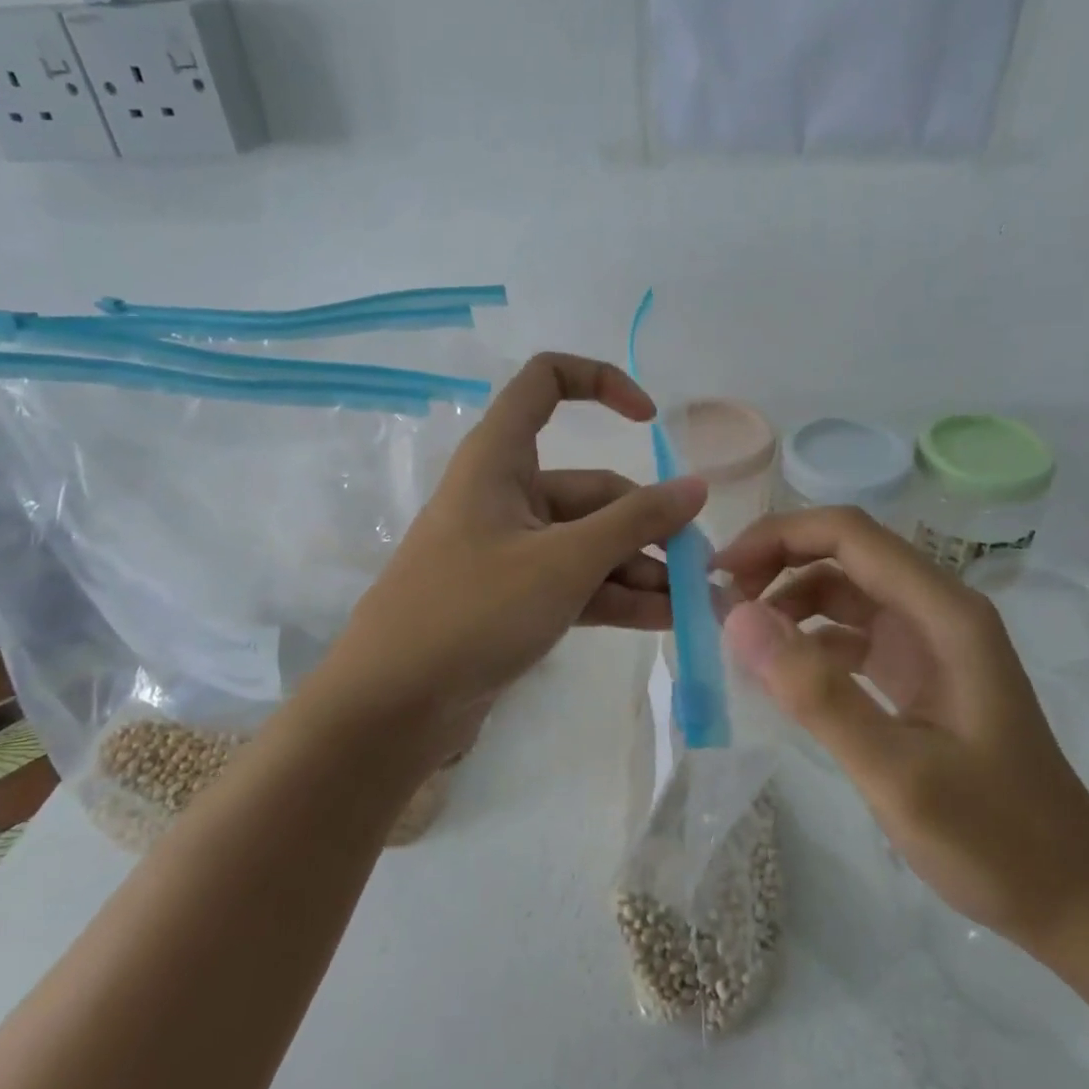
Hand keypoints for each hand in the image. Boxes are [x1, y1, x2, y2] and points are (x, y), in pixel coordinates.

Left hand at [323, 353, 705, 766]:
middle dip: (646, 523)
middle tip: (696, 563)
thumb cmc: (472, 611)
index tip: (651, 422)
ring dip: (639, 567)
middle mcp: (506, 494)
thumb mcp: (563, 562)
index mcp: (499, 459)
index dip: (602, 383)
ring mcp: (511, 550)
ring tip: (691, 601)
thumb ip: (634, 523)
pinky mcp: (515, 597)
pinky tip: (664, 619)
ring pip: (589, 542)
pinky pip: (576, 582)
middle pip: (591, 488)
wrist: (391, 706)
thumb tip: (696, 487)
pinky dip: (616, 596)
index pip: (547, 382)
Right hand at [716, 507, 1088, 950]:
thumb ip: (817, 694)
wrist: (1074, 898)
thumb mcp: (897, 771)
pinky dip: (808, 642)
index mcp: (943, 613)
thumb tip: (737, 618)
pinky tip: (778, 674)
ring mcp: (928, 643)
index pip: (850, 535)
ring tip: (738, 639)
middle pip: (844, 554)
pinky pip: (850, 636)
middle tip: (718, 603)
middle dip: (776, 564)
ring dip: (788, 603)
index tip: (720, 573)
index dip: (779, 536)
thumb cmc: (996, 837)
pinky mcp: (917, 674)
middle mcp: (936, 611)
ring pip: (843, 593)